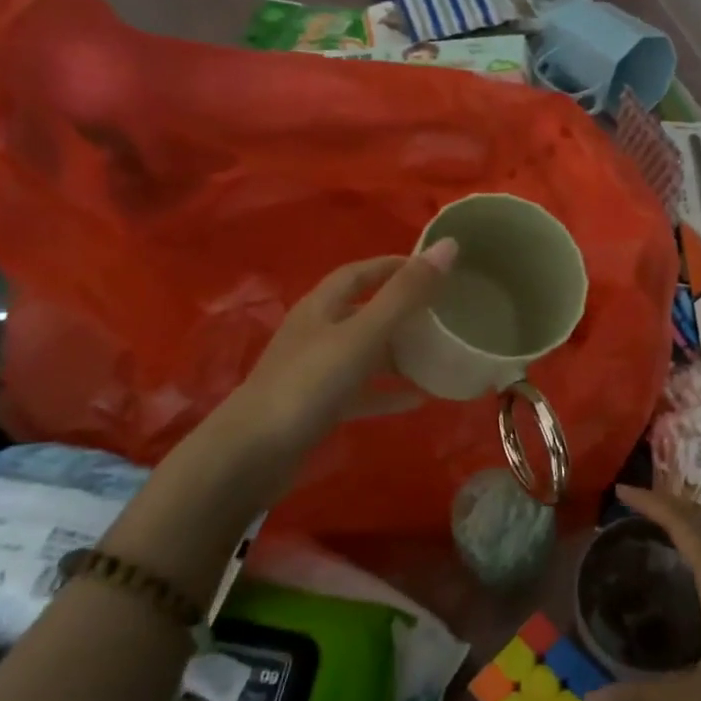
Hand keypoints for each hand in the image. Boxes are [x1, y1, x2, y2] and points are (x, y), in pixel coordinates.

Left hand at [230, 240, 456, 452]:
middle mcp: (316, 332)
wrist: (253, 454)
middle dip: (400, 309)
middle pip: (363, 311)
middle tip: (442, 313)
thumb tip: (448, 246)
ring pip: (364, 352)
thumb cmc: (308, 384)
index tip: (433, 269)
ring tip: (437, 355)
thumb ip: (404, 294)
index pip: (359, 273)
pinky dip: (388, 391)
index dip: (393, 266)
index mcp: (321, 307)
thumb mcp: (362, 334)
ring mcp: (314, 371)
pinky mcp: (318, 406)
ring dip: (397, 352)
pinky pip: (361, 391)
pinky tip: (417, 400)